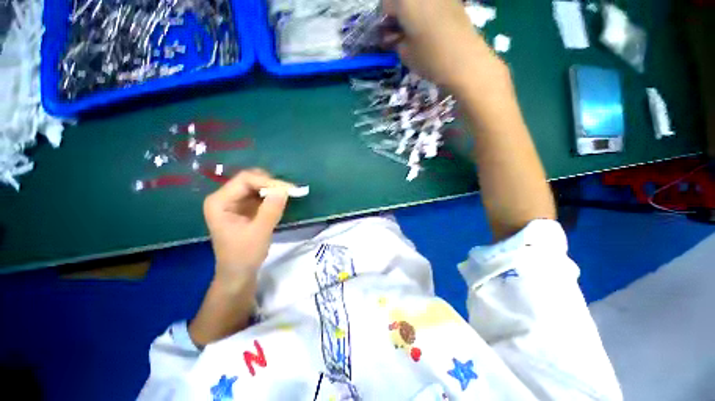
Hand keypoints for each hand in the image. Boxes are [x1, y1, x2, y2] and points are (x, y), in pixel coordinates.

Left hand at [203, 169, 293, 282]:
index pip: (245, 180)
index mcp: (219, 201)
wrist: (239, 273)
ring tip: (288, 196)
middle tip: (290, 192)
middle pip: (250, 179)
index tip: (289, 190)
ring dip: (273, 189)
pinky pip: (260, 194)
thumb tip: (285, 189)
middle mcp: (225, 197)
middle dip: (271, 184)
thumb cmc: (244, 255)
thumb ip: (271, 210)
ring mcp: (234, 201)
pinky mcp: (244, 207)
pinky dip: (272, 196)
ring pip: (257, 185)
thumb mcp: (260, 232)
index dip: (268, 182)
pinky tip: (281, 201)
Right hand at [382, 0, 503, 90]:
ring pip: (419, 2)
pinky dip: (428, 12)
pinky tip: (431, 28)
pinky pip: (434, 4)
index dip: (385, 20)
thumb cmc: (430, 58)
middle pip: (403, 0)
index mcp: (406, 2)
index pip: (386, 4)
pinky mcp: (454, 1)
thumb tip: (394, 36)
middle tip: (400, 32)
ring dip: (414, 13)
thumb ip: (396, 41)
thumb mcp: (405, 54)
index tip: (389, 34)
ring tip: (416, 32)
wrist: (465, 61)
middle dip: (399, 13)